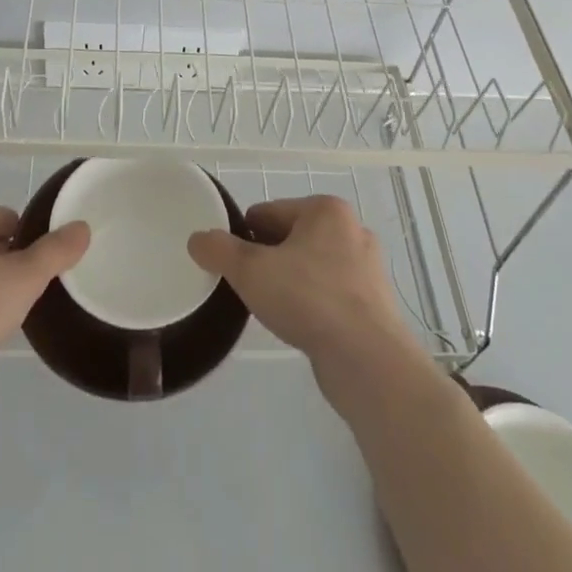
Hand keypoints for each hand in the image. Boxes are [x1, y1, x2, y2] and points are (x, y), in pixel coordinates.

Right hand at [188, 195, 422, 387]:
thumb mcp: (250, 270)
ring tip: (272, 310)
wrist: (368, 361)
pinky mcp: (374, 304)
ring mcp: (367, 269)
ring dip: (289, 283)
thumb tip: (198, 240)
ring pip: (310, 267)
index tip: (232, 265)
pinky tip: (299, 326)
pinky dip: (311, 305)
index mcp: (326, 210)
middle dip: (268, 260)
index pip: (268, 213)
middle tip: (249, 288)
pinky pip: (329, 294)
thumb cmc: (309, 300)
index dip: (243, 237)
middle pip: (290, 238)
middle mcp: (351, 230)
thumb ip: (219, 250)